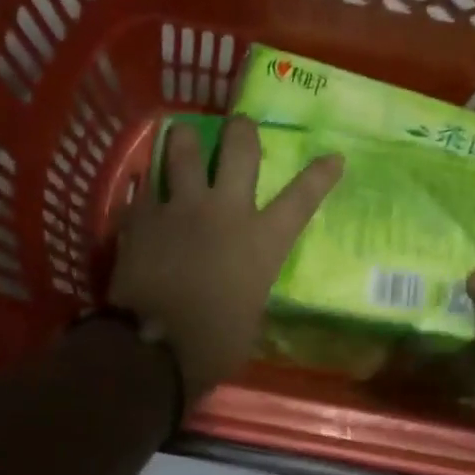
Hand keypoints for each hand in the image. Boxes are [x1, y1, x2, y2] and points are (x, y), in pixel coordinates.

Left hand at [110, 117, 342, 401]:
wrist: (155, 349)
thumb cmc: (214, 344)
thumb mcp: (249, 312)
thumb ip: (247, 282)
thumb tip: (238, 280)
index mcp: (262, 240)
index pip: (301, 198)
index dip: (320, 175)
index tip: (332, 157)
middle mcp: (225, 210)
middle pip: (239, 148)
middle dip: (242, 130)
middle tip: (238, 125)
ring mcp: (180, 207)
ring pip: (182, 149)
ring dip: (184, 140)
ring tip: (181, 136)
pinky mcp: (142, 216)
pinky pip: (144, 190)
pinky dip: (146, 194)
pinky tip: (142, 200)